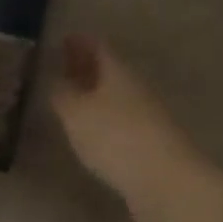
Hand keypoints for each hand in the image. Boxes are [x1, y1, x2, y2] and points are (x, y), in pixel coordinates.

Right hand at [50, 34, 202, 221]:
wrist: (167, 182)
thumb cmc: (116, 137)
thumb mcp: (76, 113)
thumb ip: (62, 93)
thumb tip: (55, 79)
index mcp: (118, 70)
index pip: (98, 46)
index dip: (80, 41)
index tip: (63, 39)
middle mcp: (135, 87)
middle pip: (109, 69)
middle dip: (86, 66)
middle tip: (63, 67)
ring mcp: (147, 115)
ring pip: (116, 95)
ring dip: (95, 94)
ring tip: (72, 99)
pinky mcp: (151, 144)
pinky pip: (122, 120)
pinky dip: (105, 118)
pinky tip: (93, 131)